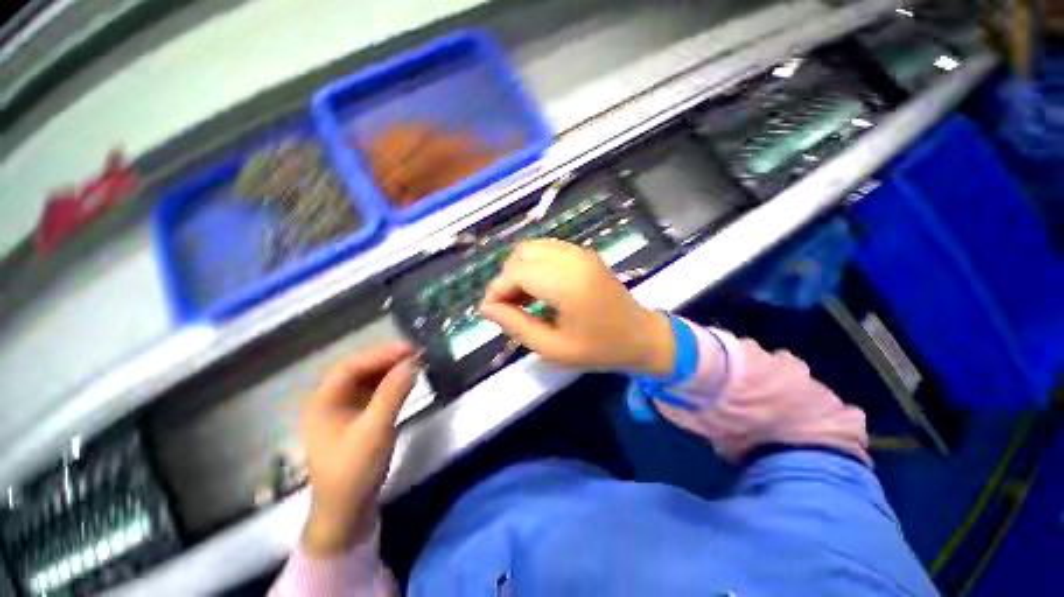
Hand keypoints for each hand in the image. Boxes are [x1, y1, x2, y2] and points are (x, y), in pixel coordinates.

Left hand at [300, 344, 415, 555]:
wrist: (346, 512)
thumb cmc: (354, 471)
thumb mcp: (375, 430)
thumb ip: (393, 393)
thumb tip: (413, 363)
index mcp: (323, 401)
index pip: (352, 365)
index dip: (381, 353)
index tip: (410, 349)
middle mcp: (329, 401)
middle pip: (359, 370)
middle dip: (387, 360)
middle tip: (415, 355)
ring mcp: (342, 411)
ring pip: (367, 380)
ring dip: (390, 371)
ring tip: (414, 365)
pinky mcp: (355, 420)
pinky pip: (373, 393)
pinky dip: (390, 385)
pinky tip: (404, 383)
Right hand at [478, 239, 674, 374]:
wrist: (641, 337)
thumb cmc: (600, 349)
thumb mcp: (554, 348)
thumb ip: (516, 325)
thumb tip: (486, 308)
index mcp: (568, 283)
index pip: (517, 273)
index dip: (496, 289)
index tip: (490, 311)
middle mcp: (573, 259)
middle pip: (521, 255)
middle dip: (506, 279)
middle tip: (507, 307)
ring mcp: (580, 252)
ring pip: (532, 248)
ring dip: (519, 270)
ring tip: (521, 298)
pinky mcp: (584, 253)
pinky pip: (547, 249)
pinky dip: (534, 264)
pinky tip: (537, 287)